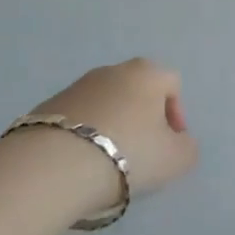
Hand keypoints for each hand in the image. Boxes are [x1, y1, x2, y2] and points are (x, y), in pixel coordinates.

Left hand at [32, 58, 198, 208]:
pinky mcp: (47, 107)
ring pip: (105, 104)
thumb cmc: (128, 153)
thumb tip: (179, 143)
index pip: (172, 84)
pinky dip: (82, 136)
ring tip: (106, 163)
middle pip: (137, 91)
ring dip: (111, 127)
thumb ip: (187, 148)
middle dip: (142, 119)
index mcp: (147, 72)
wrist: (54, 165)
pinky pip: (76, 119)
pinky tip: (79, 164)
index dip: (176, 115)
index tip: (169, 146)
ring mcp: (77, 86)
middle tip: (141, 154)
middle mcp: (113, 70)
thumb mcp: (176, 159)